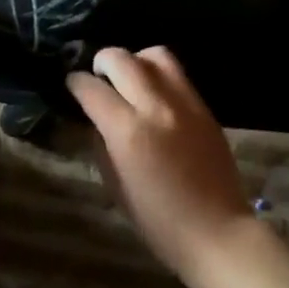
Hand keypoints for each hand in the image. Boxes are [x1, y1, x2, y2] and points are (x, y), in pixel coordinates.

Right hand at [66, 47, 256, 283]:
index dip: (75, 83)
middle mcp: (156, 107)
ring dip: (135, 60)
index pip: (92, 89)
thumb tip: (96, 119)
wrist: (217, 232)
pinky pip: (178, 75)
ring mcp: (185, 103)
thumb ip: (101, 145)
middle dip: (102, 61)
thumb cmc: (158, 221)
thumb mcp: (115, 187)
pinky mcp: (205, 107)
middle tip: (97, 75)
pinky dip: (159, 75)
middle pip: (122, 59)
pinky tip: (154, 95)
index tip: (71, 84)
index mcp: (128, 132)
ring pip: (156, 55)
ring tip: (129, 77)